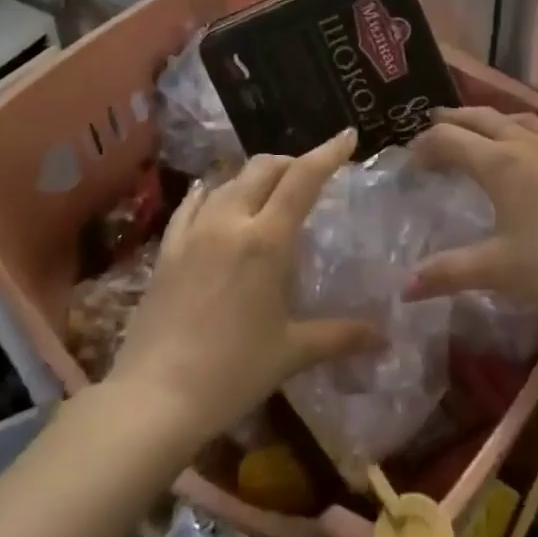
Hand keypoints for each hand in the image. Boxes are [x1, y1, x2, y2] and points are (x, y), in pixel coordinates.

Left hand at [109, 128, 382, 440]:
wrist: (152, 400)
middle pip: (264, 168)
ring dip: (256, 177)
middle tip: (311, 176)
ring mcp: (193, 232)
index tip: (348, 136)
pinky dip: (213, 193)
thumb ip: (340, 336)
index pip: (303, 178)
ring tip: (270, 193)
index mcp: (266, 240)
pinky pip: (192, 204)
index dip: (328, 153)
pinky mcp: (166, 249)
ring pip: (229, 180)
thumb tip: (384, 337)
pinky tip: (216, 199)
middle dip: (292, 163)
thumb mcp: (291, 352)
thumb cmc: (231, 373)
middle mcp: (229, 222)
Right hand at [405, 107, 537, 311]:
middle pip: (479, 118)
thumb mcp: (496, 270)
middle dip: (451, 120)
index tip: (411, 162)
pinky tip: (527, 144)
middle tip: (431, 127)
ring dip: (486, 119)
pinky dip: (521, 128)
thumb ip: (447, 272)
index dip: (425, 146)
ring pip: (512, 117)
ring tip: (475, 129)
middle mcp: (524, 142)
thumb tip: (403, 287)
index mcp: (498, 163)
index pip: (449, 139)